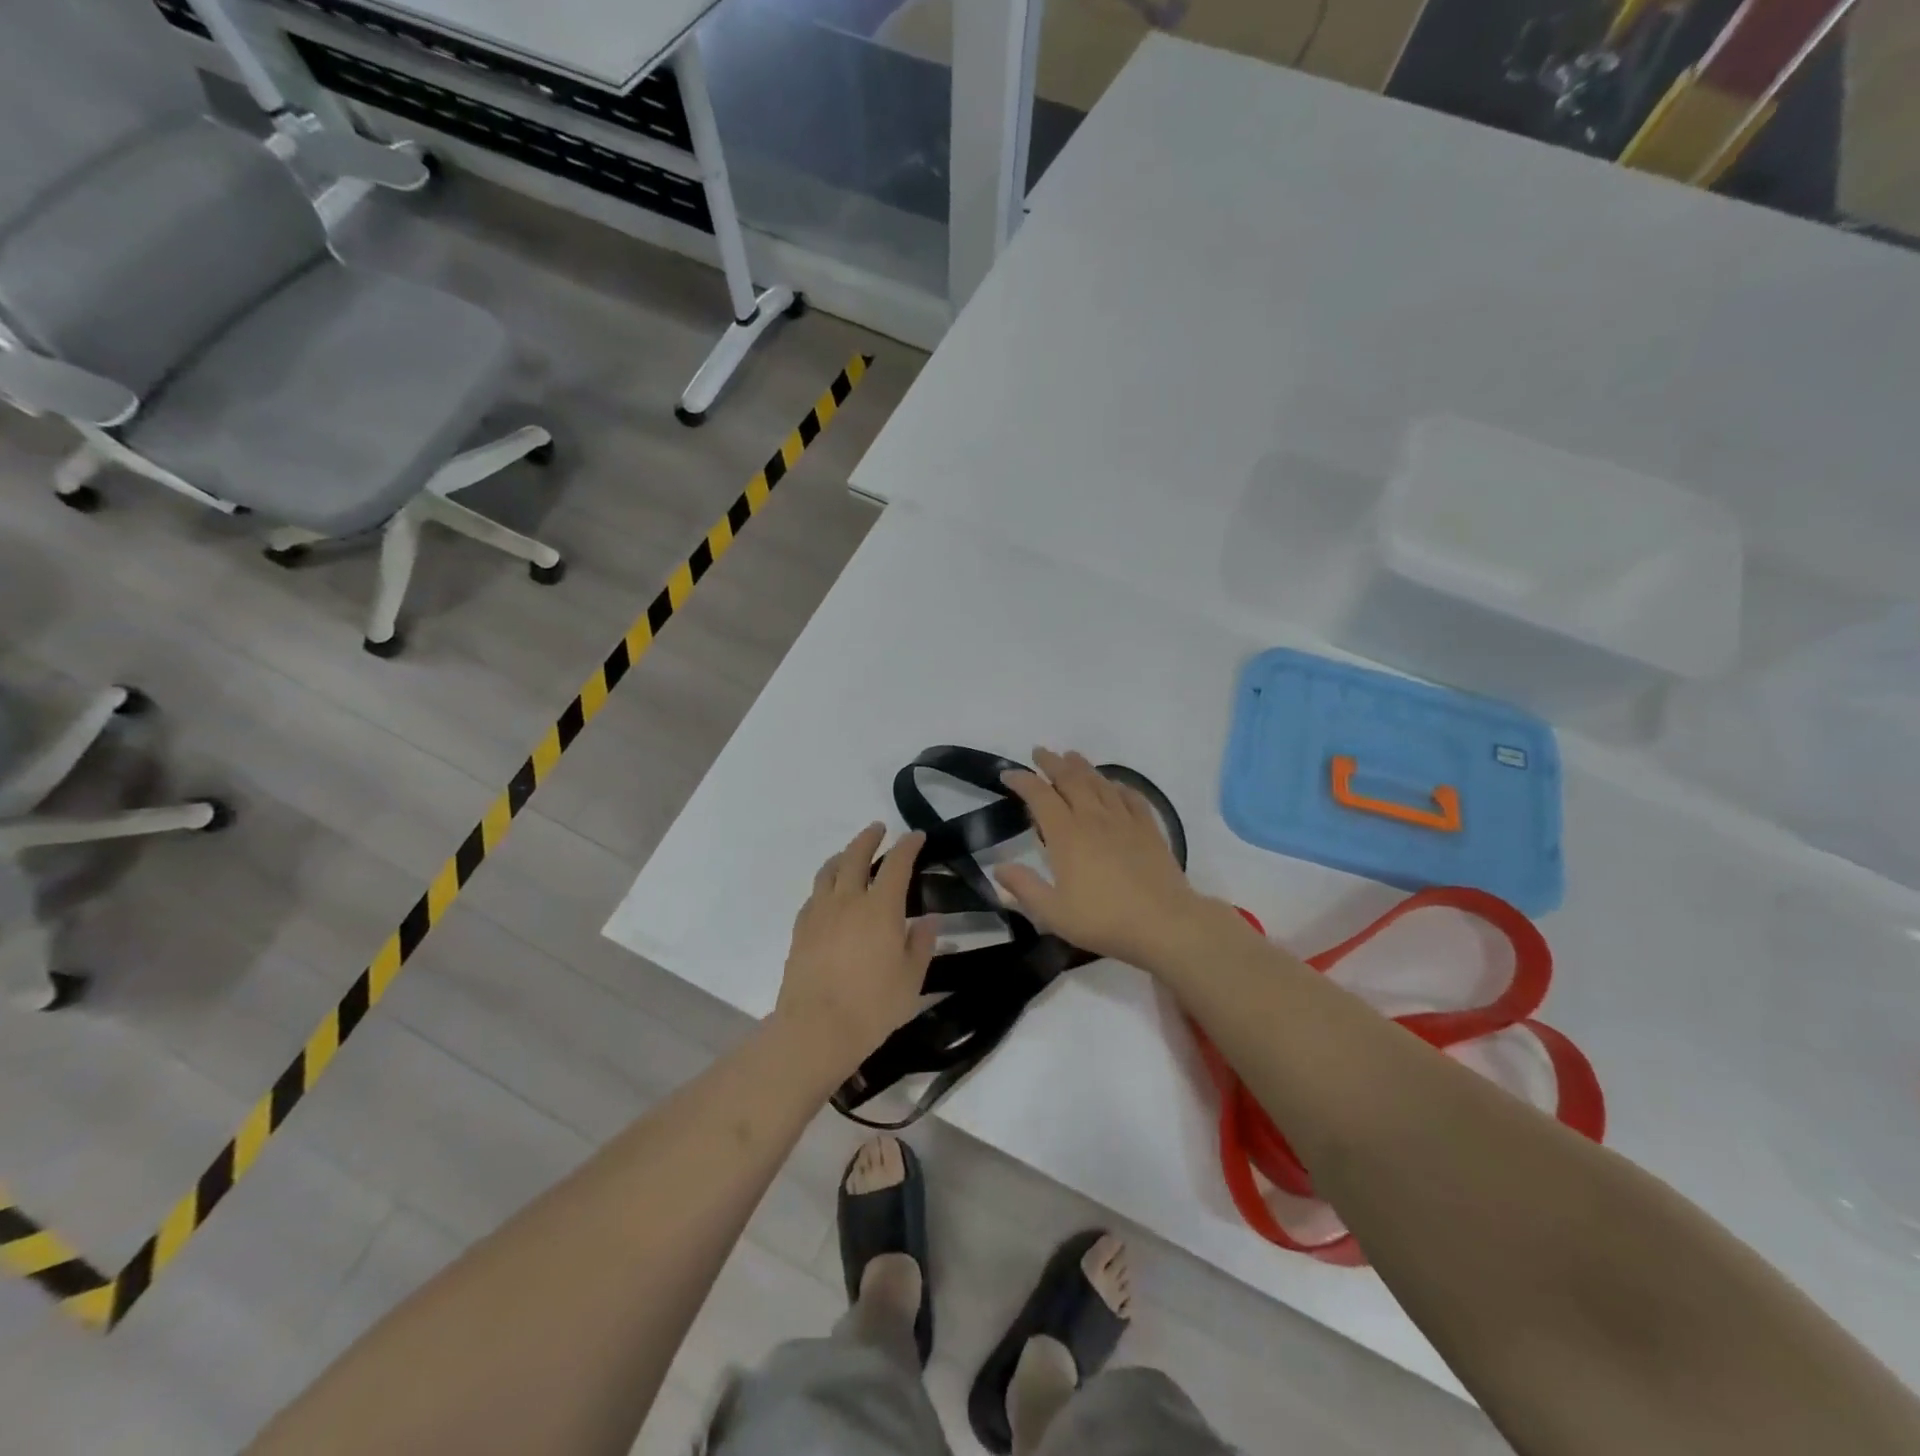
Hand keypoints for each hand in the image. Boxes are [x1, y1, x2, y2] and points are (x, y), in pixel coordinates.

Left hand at [775, 823, 935, 1077]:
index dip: (908, 845)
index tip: (916, 836)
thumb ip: (922, 944)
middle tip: (878, 829)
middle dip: (869, 838)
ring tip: (850, 855)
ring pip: (829, 871)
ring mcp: (820, 913)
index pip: (897, 864)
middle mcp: (848, 900)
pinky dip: (825, 884)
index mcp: (881, 907)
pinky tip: (829, 894)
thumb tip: (930, 919)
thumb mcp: (911, 979)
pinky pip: (814, 895)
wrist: (815, 1029)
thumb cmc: (873, 1006)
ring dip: (843, 855)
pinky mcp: (800, 930)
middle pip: (856, 856)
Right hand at [996, 748, 1209, 969]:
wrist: (1165, 923)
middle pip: (1070, 779)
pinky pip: (1131, 797)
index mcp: (1066, 835)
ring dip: (1082, 767)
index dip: (1022, 781)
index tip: (1008, 774)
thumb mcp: (1054, 913)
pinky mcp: (1149, 829)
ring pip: (1100, 783)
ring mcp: (1124, 821)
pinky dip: (1118, 786)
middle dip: (1052, 763)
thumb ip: (1024, 888)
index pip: (1039, 796)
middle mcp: (1093, 818)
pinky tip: (1115, 786)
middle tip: (1040, 752)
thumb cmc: (1104, 920)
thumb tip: (998, 868)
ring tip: (1071, 756)